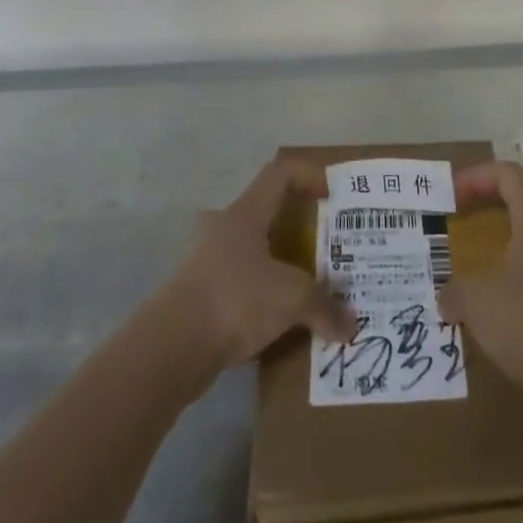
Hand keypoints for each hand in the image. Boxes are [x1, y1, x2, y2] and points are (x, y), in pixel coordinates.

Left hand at [162, 159, 355, 371]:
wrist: (170, 349)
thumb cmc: (234, 300)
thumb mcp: (290, 298)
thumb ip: (324, 306)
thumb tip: (352, 326)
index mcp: (245, 214)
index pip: (279, 173)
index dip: (308, 176)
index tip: (331, 197)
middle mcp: (224, 229)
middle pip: (266, 212)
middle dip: (297, 226)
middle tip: (323, 246)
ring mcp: (207, 262)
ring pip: (253, 251)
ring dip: (279, 264)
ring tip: (307, 287)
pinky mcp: (198, 296)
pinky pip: (240, 285)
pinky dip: (263, 295)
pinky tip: (280, 320)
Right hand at [438, 162, 522, 395]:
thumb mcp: (476, 300)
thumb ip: (454, 290)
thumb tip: (444, 297)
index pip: (507, 173)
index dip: (476, 177)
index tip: (450, 197)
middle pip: (522, 196)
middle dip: (489, 203)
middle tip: (461, 220)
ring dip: (505, 234)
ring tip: (477, 255)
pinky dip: (519, 261)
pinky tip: (499, 289)